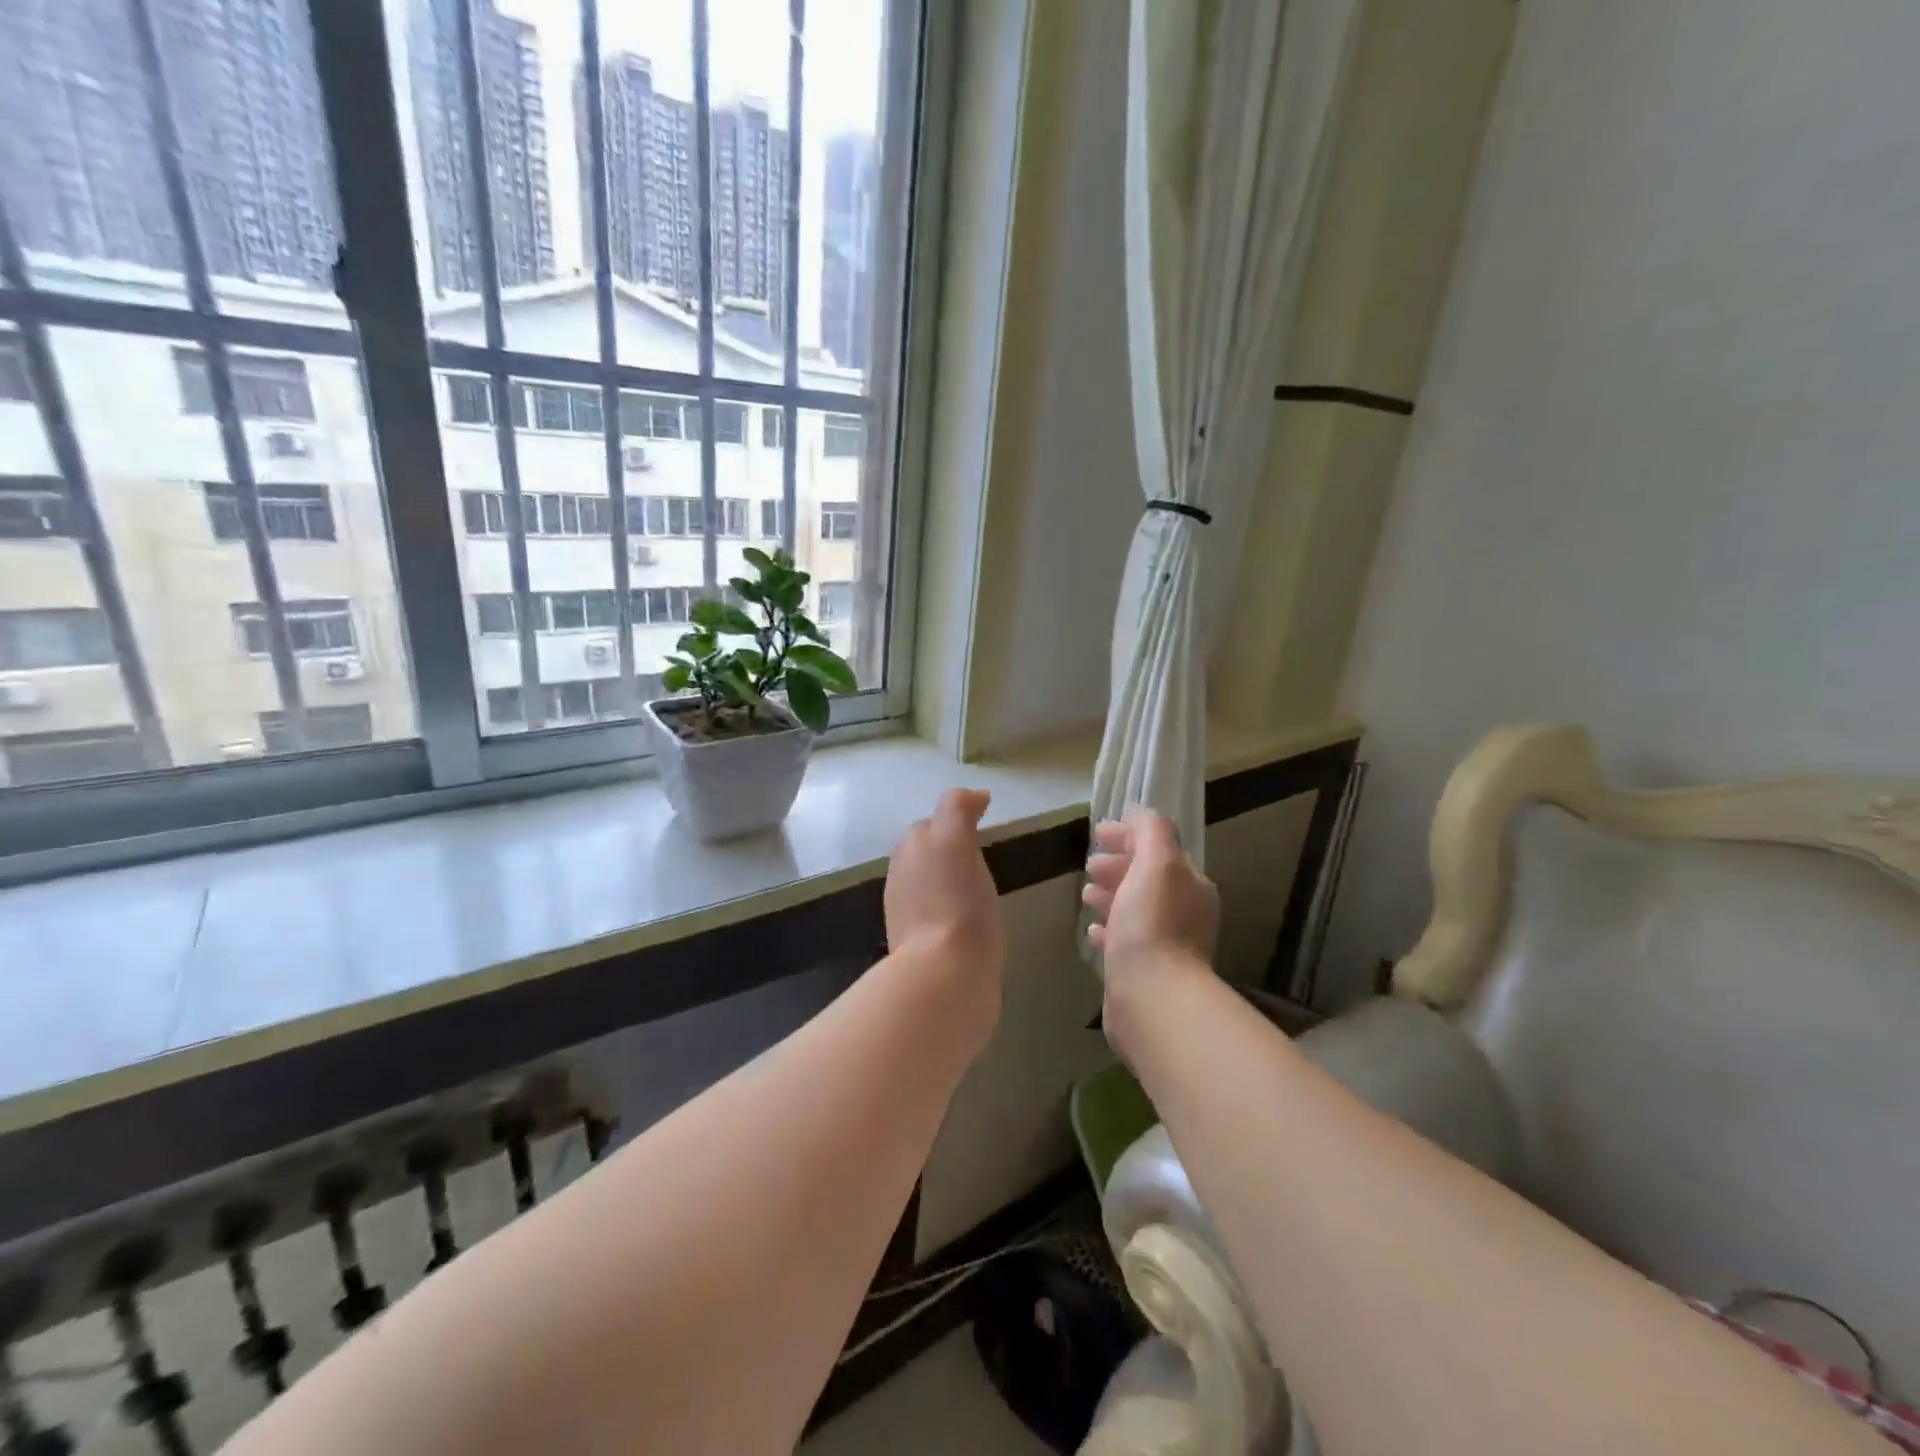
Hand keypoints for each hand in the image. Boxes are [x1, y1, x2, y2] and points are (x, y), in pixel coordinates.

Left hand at [885, 788, 1004, 1011]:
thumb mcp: (955, 840)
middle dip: (947, 849)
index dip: (955, 820)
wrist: (946, 976)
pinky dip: (952, 911)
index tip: (984, 823)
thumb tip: (975, 795)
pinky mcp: (922, 949)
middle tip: (981, 854)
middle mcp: (901, 878)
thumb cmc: (956, 902)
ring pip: (929, 885)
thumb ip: (958, 809)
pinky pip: (938, 916)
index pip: (931, 824)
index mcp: (909, 851)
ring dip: (948, 881)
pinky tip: (972, 921)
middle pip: (925, 853)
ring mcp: (908, 916)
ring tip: (979, 888)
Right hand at [1083, 809, 1219, 998]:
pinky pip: (1125, 940)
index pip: (1160, 848)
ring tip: (1086, 893)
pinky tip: (1092, 931)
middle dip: (1118, 864)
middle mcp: (1184, 912)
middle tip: (1090, 864)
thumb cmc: (1153, 923)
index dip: (1130, 835)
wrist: (1152, 997)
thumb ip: (1150, 831)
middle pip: (1147, 878)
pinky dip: (1108, 929)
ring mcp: (1165, 944)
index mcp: (1191, 884)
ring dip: (1111, 894)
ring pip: (1134, 908)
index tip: (1098, 833)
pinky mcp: (1145, 971)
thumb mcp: (1156, 863)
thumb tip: (1137, 812)